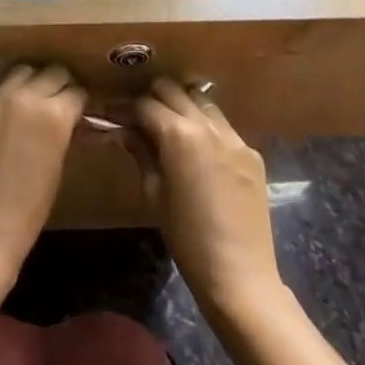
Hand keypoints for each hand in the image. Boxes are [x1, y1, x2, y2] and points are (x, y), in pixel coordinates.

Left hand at [0, 65, 85, 277]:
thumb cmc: (28, 212)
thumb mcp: (57, 166)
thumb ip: (61, 132)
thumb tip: (68, 117)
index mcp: (53, 114)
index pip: (76, 90)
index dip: (81, 100)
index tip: (80, 107)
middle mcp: (23, 97)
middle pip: (51, 72)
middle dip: (60, 84)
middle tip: (60, 101)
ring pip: (20, 71)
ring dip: (31, 82)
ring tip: (32, 100)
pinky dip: (6, 95)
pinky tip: (7, 114)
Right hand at [133, 77, 283, 316]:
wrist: (239, 274)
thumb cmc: (186, 238)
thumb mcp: (154, 193)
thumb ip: (140, 152)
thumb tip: (124, 130)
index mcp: (179, 135)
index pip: (145, 104)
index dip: (126, 107)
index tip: (113, 113)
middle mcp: (208, 126)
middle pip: (174, 90)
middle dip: (152, 97)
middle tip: (138, 115)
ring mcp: (234, 137)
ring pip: (201, 101)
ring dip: (181, 105)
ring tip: (169, 125)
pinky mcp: (251, 153)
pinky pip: (222, 126)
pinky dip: (205, 126)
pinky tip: (198, 149)